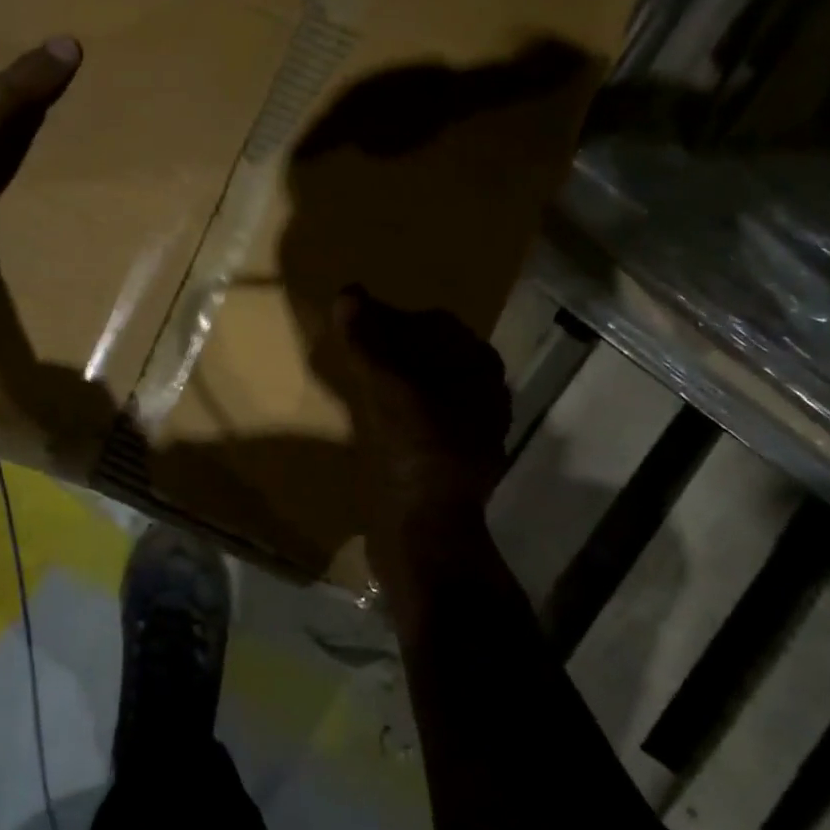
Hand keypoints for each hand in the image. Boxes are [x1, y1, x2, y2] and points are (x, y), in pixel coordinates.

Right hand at [328, 287, 509, 583]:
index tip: (361, 320)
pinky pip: (415, 414)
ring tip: (353, 372)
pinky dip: (391, 405)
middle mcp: (481, 398)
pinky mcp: (444, 458)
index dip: (398, 316)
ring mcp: (465, 430)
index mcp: (480, 375)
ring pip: (423, 385)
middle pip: (432, 354)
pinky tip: (364, 411)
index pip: (438, 324)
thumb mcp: (388, 391)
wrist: (423, 534)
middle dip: (394, 345)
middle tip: (352, 343)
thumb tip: (348, 294)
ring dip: (391, 375)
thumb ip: (368, 341)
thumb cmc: (416, 454)